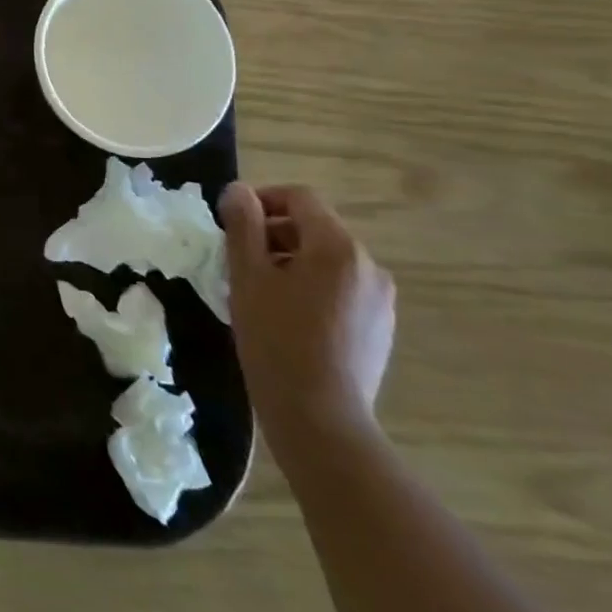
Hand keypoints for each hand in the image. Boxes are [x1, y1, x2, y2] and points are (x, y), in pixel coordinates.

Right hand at [220, 182, 394, 459]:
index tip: (232, 224)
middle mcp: (369, 266)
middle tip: (239, 261)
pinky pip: (341, 290)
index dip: (262, 200)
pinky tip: (287, 320)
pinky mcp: (380, 329)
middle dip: (274, 234)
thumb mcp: (247, 276)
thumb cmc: (276, 340)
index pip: (300, 198)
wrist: (321, 420)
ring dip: (291, 263)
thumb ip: (243, 225)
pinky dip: (312, 289)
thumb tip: (239, 191)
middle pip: (315, 229)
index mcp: (338, 247)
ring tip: (260, 293)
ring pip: (328, 261)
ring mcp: (380, 301)